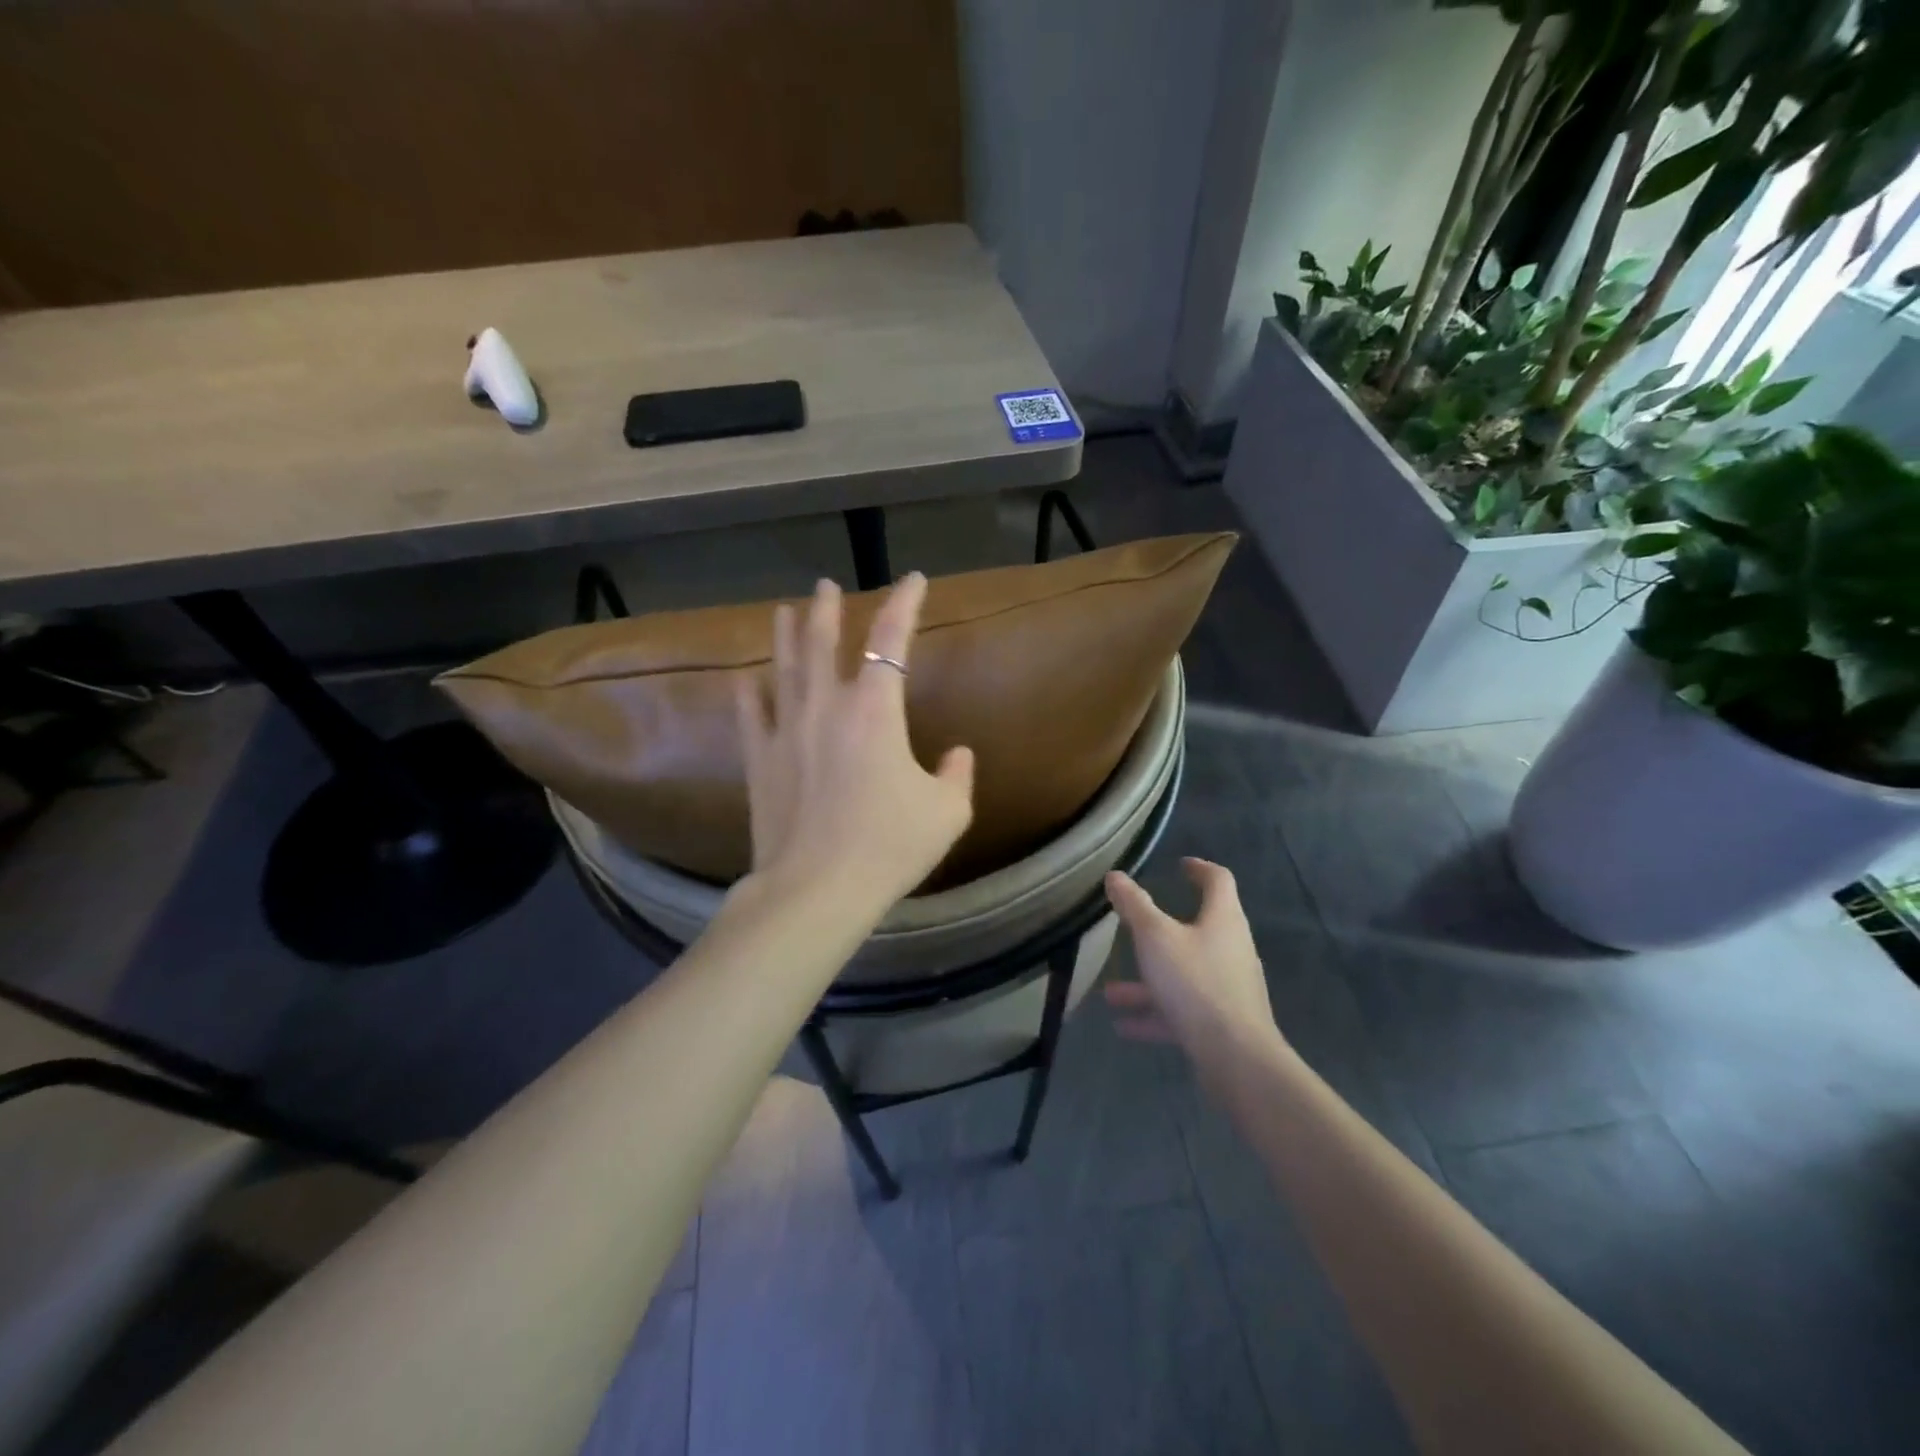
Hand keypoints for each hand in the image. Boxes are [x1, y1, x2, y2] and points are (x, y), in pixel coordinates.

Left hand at [734, 573, 974, 916]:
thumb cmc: (890, 845)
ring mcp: (787, 731)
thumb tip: (957, 754)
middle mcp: (827, 706)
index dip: (904, 603)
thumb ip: (957, 775)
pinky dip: (749, 693)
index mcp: (875, 709)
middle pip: (822, 642)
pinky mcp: (761, 760)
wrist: (817, 888)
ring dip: (785, 635)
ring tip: (783, 610)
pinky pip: (751, 714)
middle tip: (825, 585)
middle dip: (827, 609)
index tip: (914, 580)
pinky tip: (744, 679)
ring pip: (783, 668)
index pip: (891, 639)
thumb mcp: (947, 812)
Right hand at [1102, 859, 1282, 1097]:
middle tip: (1137, 926)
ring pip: (1184, 974)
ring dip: (1148, 980)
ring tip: (1111, 992)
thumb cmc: (1195, 983)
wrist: (1236, 1058)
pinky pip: (1183, 1010)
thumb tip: (1115, 876)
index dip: (1200, 869)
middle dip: (1161, 931)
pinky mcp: (1222, 1023)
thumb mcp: (1155, 937)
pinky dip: (1155, 1013)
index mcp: (1223, 920)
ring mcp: (1228, 988)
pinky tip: (1123, 1027)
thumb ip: (1134, 906)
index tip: (1181, 865)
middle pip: (1199, 929)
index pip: (1218, 881)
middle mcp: (1231, 949)